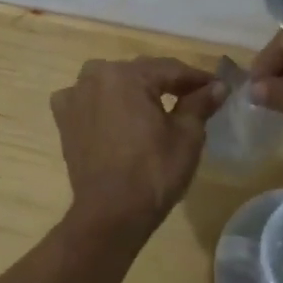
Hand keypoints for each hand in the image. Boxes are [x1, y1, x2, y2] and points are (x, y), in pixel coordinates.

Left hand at [51, 57, 227, 236]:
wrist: (110, 213)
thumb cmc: (153, 172)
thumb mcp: (187, 136)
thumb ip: (200, 103)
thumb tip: (218, 86)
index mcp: (126, 75)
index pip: (170, 69)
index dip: (197, 78)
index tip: (218, 86)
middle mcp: (95, 76)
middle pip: (140, 74)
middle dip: (166, 83)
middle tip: (193, 97)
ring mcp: (74, 97)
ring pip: (113, 84)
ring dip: (134, 90)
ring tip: (157, 107)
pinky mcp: (64, 119)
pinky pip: (89, 100)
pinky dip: (105, 103)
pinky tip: (118, 115)